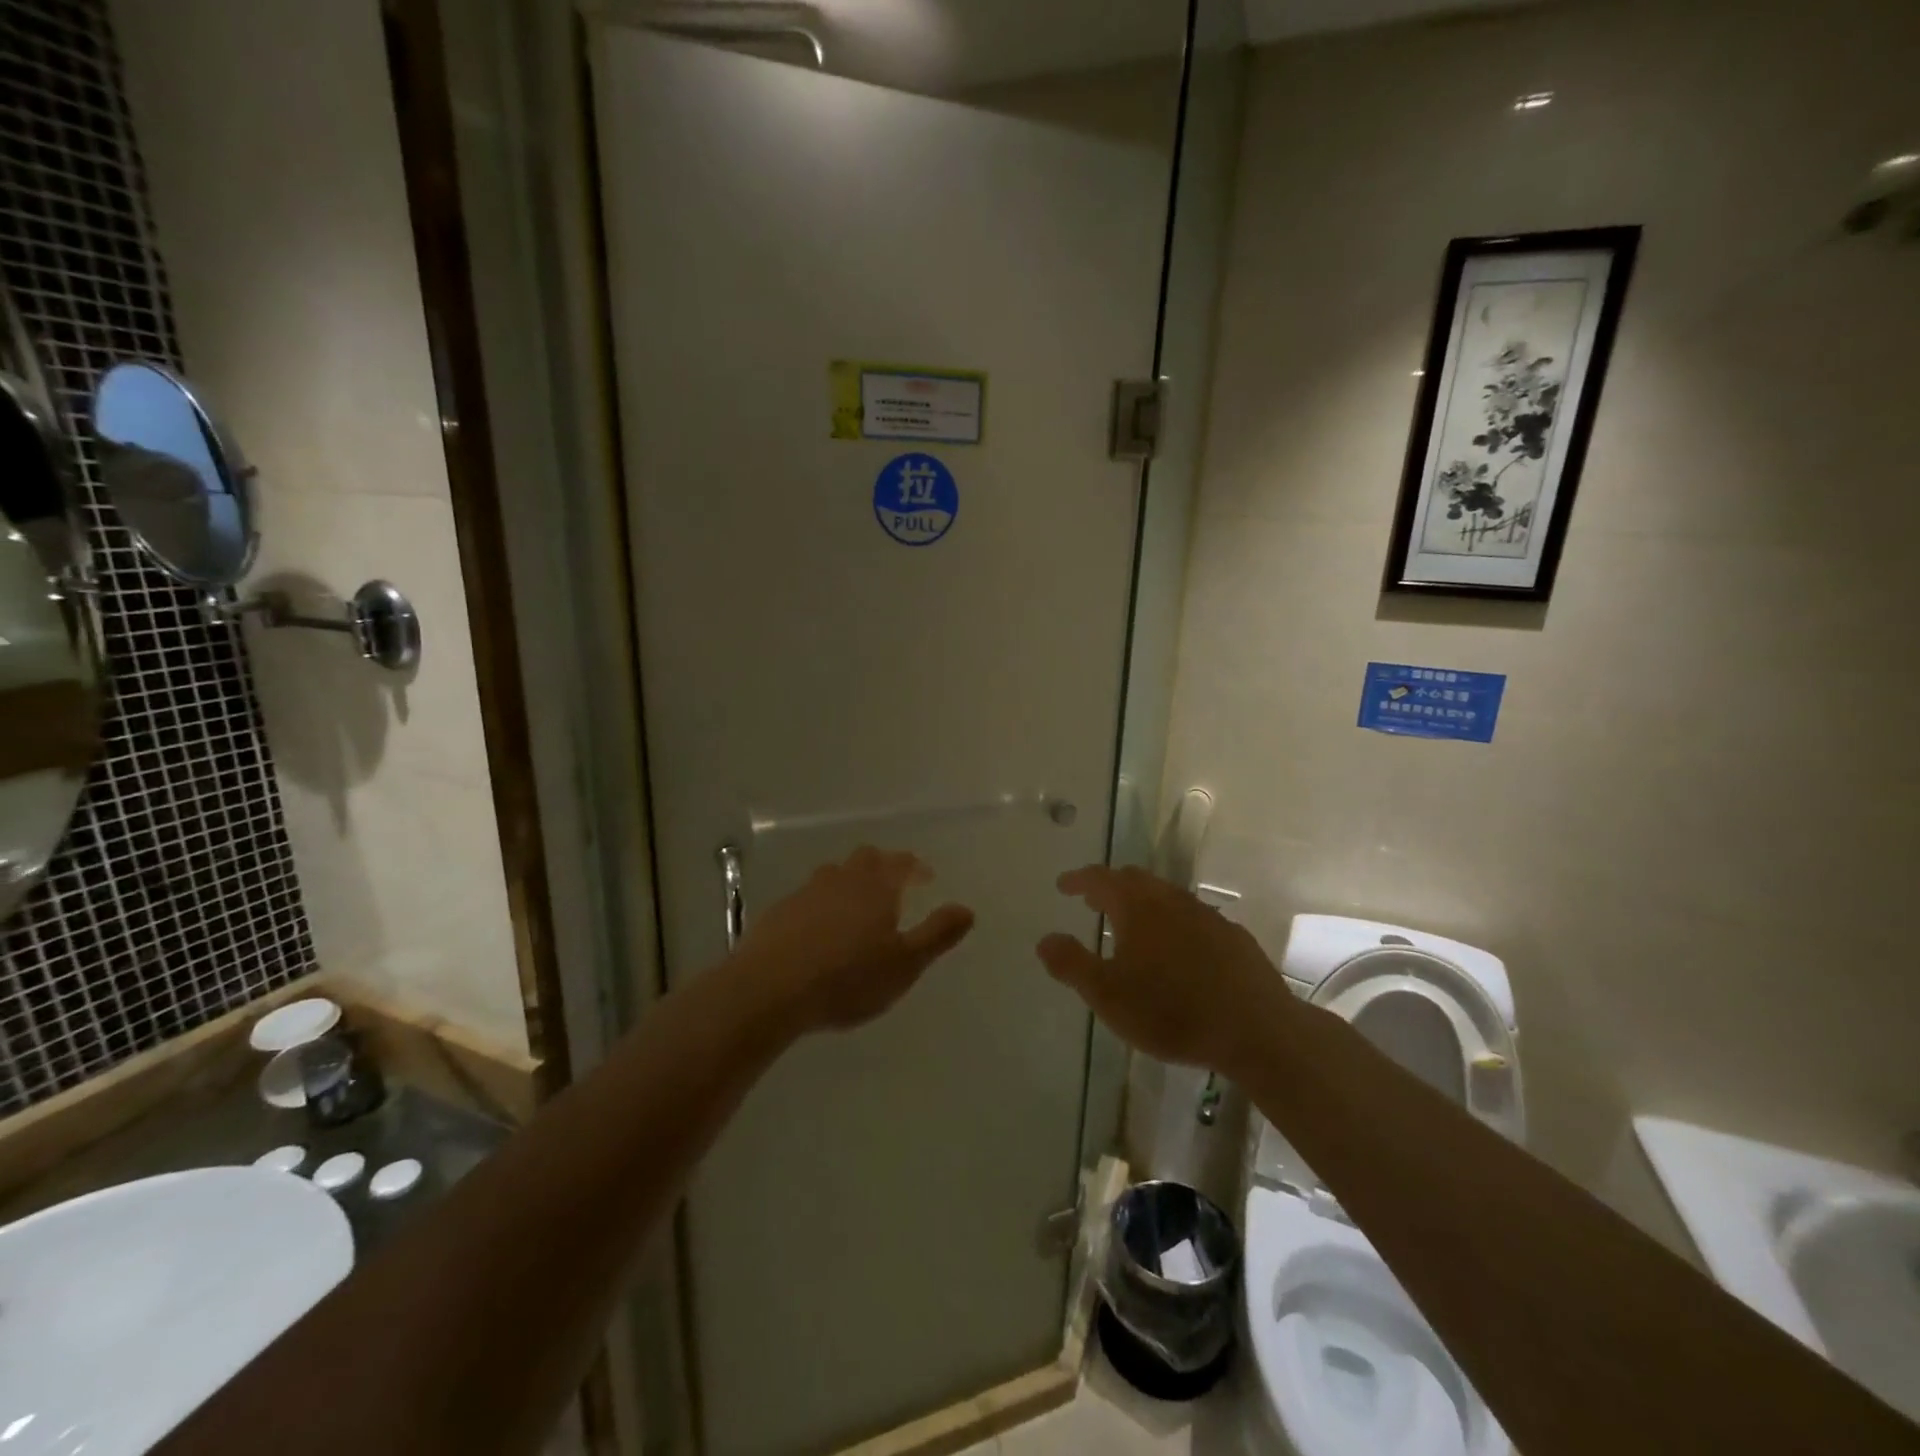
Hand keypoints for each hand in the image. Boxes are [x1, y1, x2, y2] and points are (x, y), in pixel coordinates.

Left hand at [735, 847, 974, 1034]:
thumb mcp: (905, 964)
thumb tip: (967, 909)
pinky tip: (819, 929)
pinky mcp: (779, 911)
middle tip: (894, 886)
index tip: (926, 878)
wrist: (769, 990)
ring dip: (850, 883)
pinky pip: (808, 897)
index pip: (901, 863)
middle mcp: (842, 879)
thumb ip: (938, 934)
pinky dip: (822, 904)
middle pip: (866, 859)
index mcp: (876, 887)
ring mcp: (806, 892)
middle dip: (883, 867)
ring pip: (834, 875)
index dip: (915, 867)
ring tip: (857, 907)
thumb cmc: (848, 978)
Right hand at [1037, 865, 1292, 1074]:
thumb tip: (1044, 939)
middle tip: (1093, 900)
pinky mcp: (1232, 937)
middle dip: (1110, 886)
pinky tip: (1176, 950)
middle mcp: (1171, 900)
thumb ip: (1072, 964)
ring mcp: (1206, 916)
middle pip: (1135, 880)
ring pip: (1166, 897)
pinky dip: (1173, 922)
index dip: (1079, 880)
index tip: (1063, 885)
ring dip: (1143, 903)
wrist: (1257, 1029)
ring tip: (1131, 925)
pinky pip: (1192, 918)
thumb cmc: (1171, 1011)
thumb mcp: (1108, 995)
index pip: (1100, 879)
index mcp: (1137, 907)